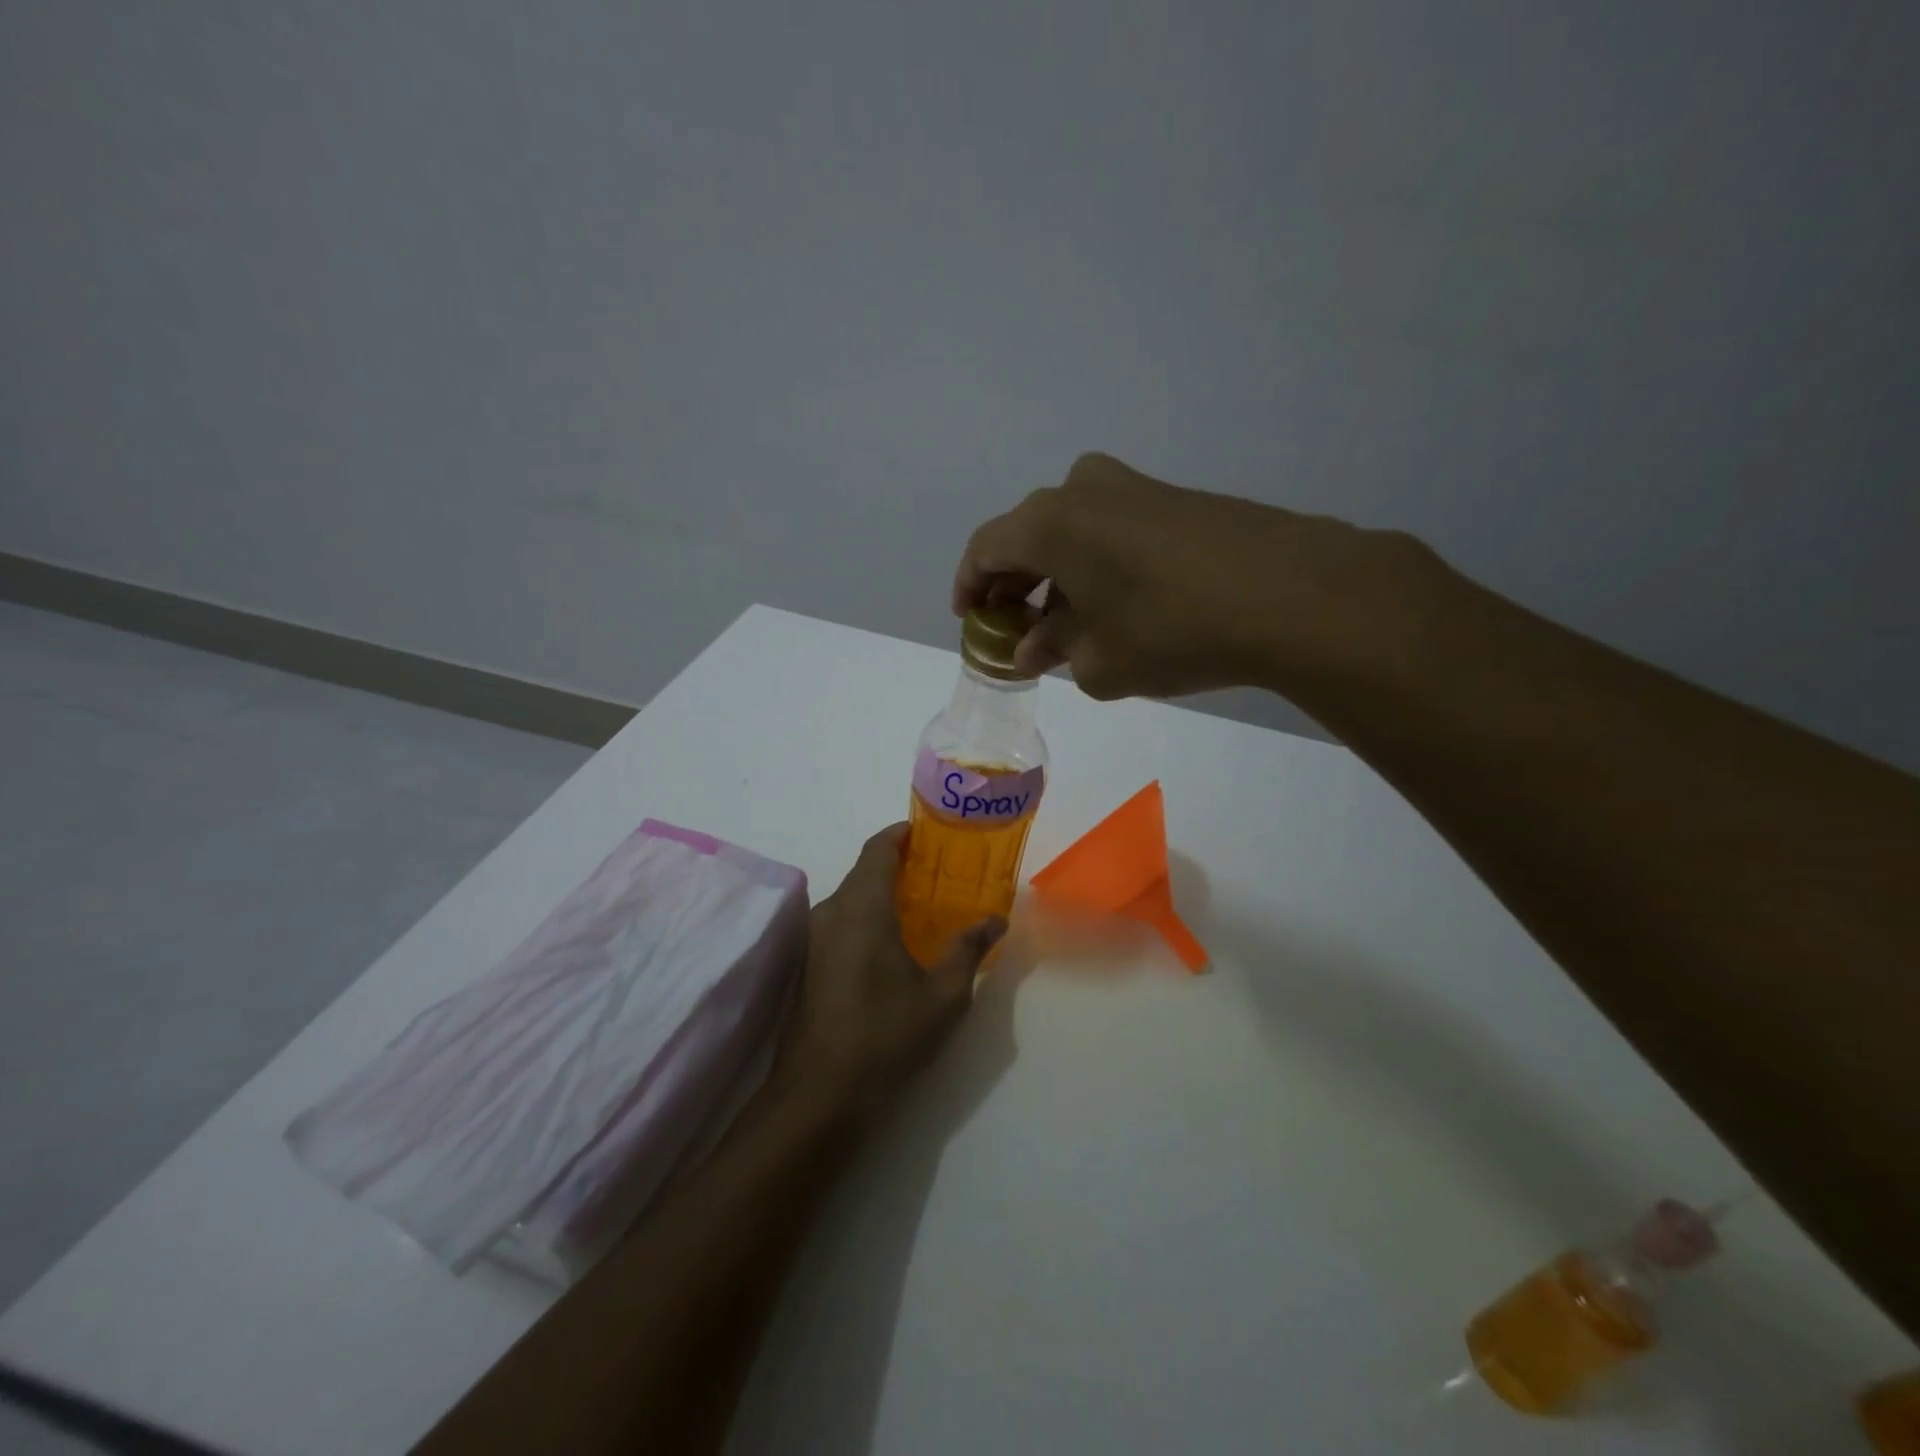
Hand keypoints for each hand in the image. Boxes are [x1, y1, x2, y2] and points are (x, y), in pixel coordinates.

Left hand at [777, 825, 1005, 1116]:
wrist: (817, 1094)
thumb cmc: (885, 1036)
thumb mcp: (943, 996)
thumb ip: (968, 950)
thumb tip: (996, 920)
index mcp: (862, 907)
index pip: (878, 849)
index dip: (901, 834)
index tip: (928, 832)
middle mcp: (831, 911)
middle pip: (863, 870)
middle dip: (898, 864)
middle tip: (939, 872)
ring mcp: (814, 938)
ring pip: (850, 897)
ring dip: (881, 891)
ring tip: (922, 905)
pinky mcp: (808, 963)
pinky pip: (840, 920)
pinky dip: (867, 915)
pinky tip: (893, 941)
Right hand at [953, 452, 1440, 702]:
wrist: (1292, 595)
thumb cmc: (1171, 630)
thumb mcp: (1099, 661)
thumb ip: (1055, 652)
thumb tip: (1036, 648)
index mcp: (1050, 523)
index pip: (986, 548)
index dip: (970, 585)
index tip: (970, 619)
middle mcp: (1085, 490)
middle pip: (1029, 535)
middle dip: (1015, 584)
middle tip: (1016, 628)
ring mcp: (1136, 488)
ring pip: (1073, 530)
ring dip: (1058, 575)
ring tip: (1066, 626)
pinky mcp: (1177, 499)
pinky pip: (1113, 529)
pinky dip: (1097, 564)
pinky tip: (1116, 606)